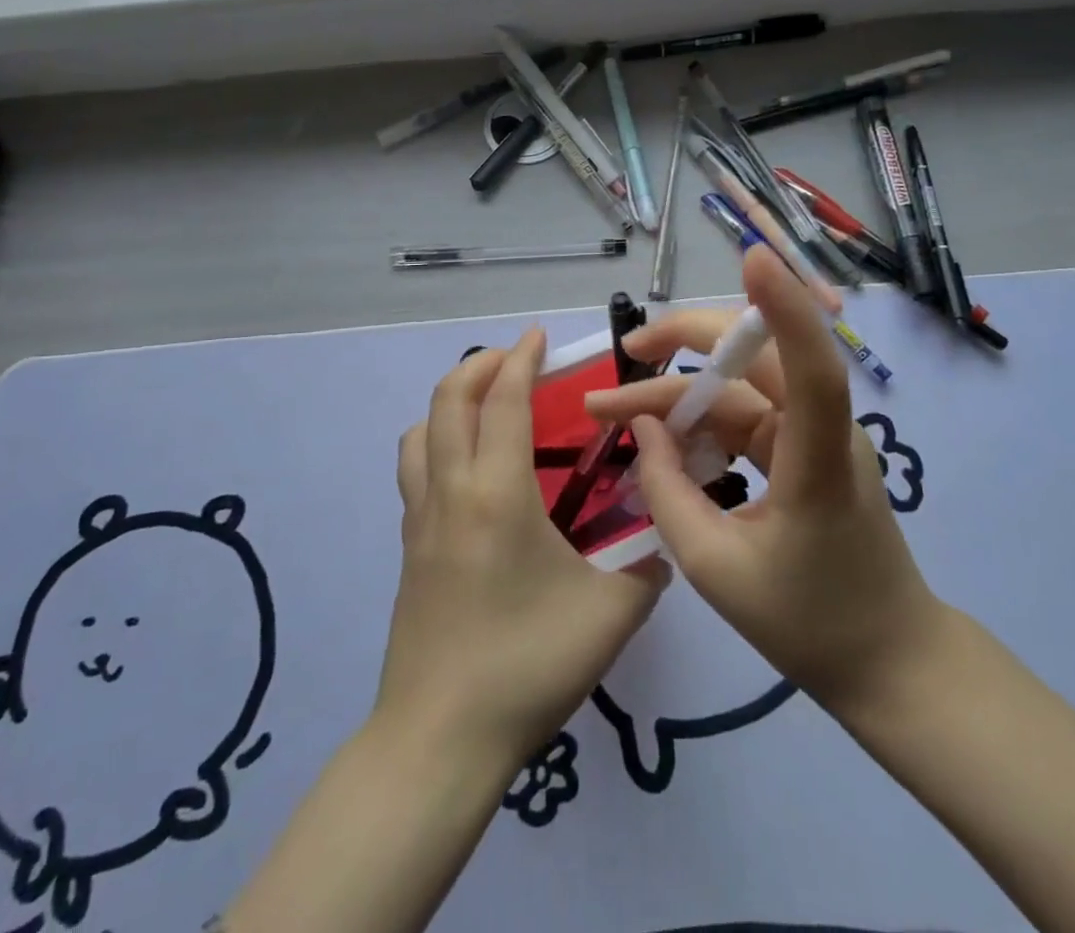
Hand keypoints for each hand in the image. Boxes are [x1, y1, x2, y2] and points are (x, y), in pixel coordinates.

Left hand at [377, 330, 669, 770]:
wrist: (440, 739)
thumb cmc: (527, 666)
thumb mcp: (610, 616)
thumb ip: (648, 570)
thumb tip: (666, 543)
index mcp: (498, 493)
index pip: (505, 401)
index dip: (522, 359)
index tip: (539, 335)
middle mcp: (451, 491)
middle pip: (449, 399)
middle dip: (482, 365)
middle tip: (518, 360)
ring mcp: (420, 519)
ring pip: (420, 431)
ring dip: (451, 401)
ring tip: (488, 407)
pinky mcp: (409, 547)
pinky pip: (414, 469)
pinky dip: (437, 441)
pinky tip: (469, 471)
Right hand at [584, 246, 947, 719]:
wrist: (889, 665)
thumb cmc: (811, 626)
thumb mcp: (716, 568)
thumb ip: (668, 493)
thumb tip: (642, 429)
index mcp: (818, 461)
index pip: (811, 367)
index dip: (782, 308)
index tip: (752, 257)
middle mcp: (823, 432)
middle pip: (755, 359)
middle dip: (684, 344)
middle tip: (623, 352)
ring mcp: (815, 439)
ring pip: (738, 390)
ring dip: (677, 393)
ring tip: (612, 410)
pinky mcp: (804, 452)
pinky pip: (743, 419)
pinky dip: (698, 423)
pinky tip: (657, 440)